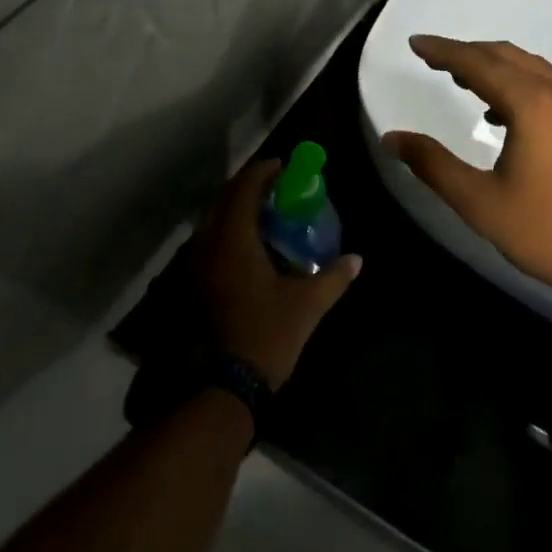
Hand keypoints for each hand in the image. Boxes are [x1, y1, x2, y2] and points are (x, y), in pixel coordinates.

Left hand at [193, 160, 361, 388]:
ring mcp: (197, 266)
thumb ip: (333, 277)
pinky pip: (209, 241)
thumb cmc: (267, 335)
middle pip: (224, 199)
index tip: (283, 165)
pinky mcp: (195, 284)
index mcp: (234, 240)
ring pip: (213, 220)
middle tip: (276, 186)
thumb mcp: (307, 304)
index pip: (244, 189)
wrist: (224, 386)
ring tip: (265, 211)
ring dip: (236, 208)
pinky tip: (249, 245)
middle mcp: (209, 245)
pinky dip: (228, 230)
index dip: (262, 171)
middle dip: (248, 186)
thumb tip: (356, 259)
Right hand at [380, 35, 551, 295]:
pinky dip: (520, 82)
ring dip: (495, 66)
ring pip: (531, 66)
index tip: (416, 44)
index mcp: (532, 103)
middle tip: (434, 59)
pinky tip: (503, 111)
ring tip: (462, 80)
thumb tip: (393, 138)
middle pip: (506, 56)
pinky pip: (550, 83)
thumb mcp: (480, 203)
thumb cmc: (548, 230)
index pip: (477, 63)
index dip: (443, 51)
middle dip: (467, 53)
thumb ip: (433, 165)